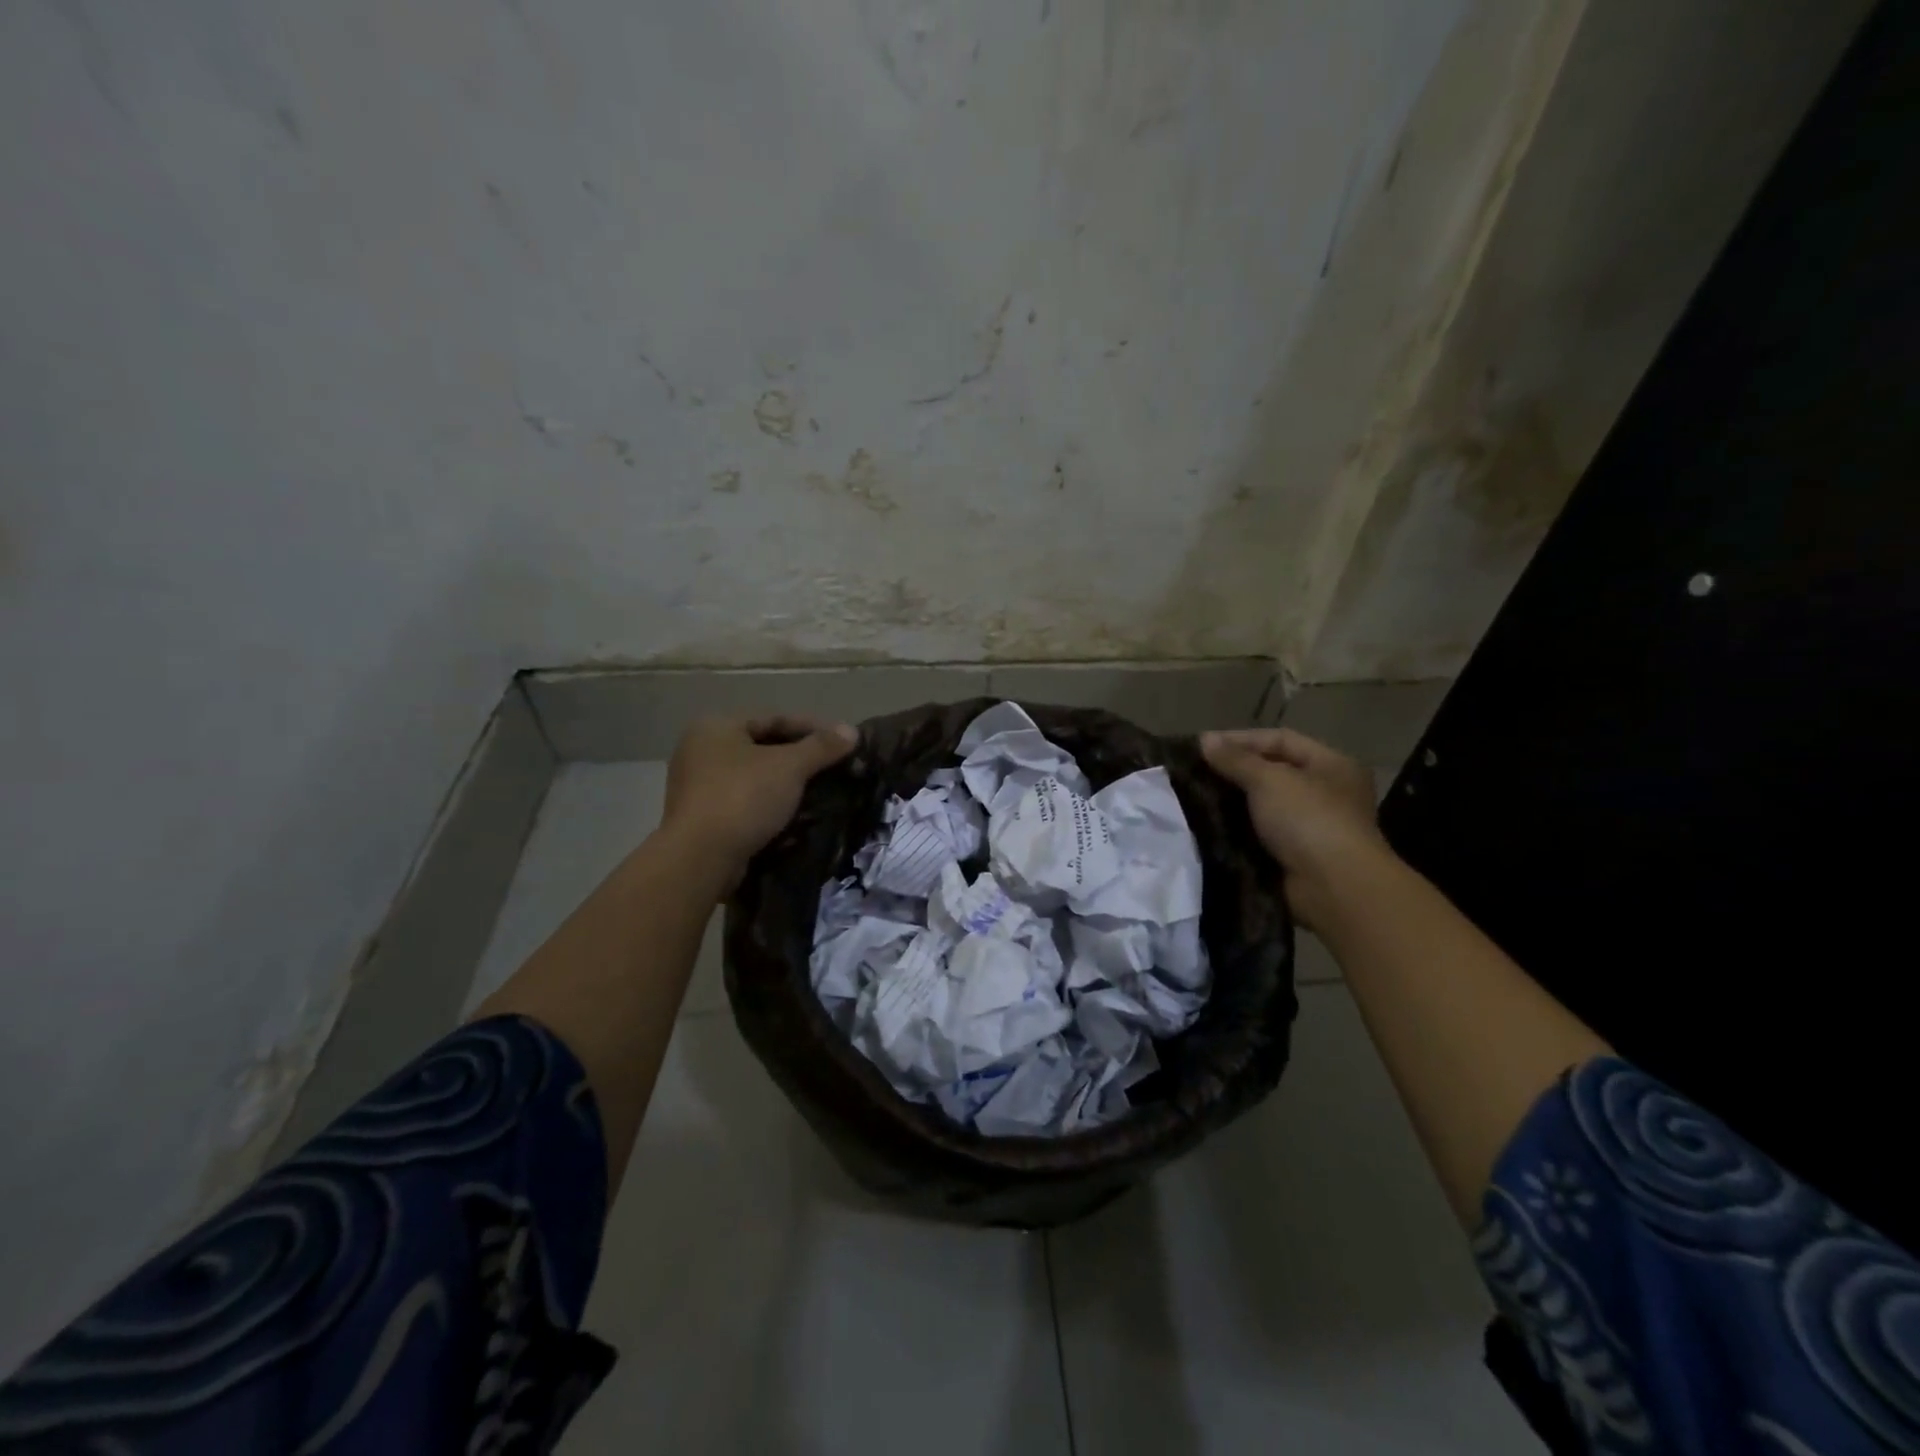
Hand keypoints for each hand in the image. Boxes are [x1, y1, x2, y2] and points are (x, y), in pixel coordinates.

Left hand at [661, 714, 858, 886]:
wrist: (700, 858)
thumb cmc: (743, 798)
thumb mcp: (789, 767)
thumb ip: (821, 747)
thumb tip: (851, 731)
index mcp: (716, 727)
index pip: (774, 718)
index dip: (813, 728)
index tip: (843, 741)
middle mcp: (701, 750)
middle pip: (764, 747)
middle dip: (802, 758)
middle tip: (835, 768)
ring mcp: (698, 786)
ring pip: (756, 777)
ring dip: (788, 784)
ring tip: (822, 793)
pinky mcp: (703, 818)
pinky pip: (746, 802)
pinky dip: (771, 806)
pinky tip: (797, 816)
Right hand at [1201, 727, 1391, 930]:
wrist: (1334, 888)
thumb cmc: (1309, 820)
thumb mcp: (1269, 780)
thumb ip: (1236, 759)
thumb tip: (1205, 739)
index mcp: (1332, 765)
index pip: (1281, 740)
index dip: (1242, 739)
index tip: (1204, 746)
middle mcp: (1327, 792)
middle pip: (1273, 771)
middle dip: (1235, 771)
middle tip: (1196, 772)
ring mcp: (1313, 826)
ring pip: (1265, 805)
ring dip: (1234, 802)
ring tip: (1196, 798)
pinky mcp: (1297, 855)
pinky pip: (1262, 834)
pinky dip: (1239, 830)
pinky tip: (1210, 826)